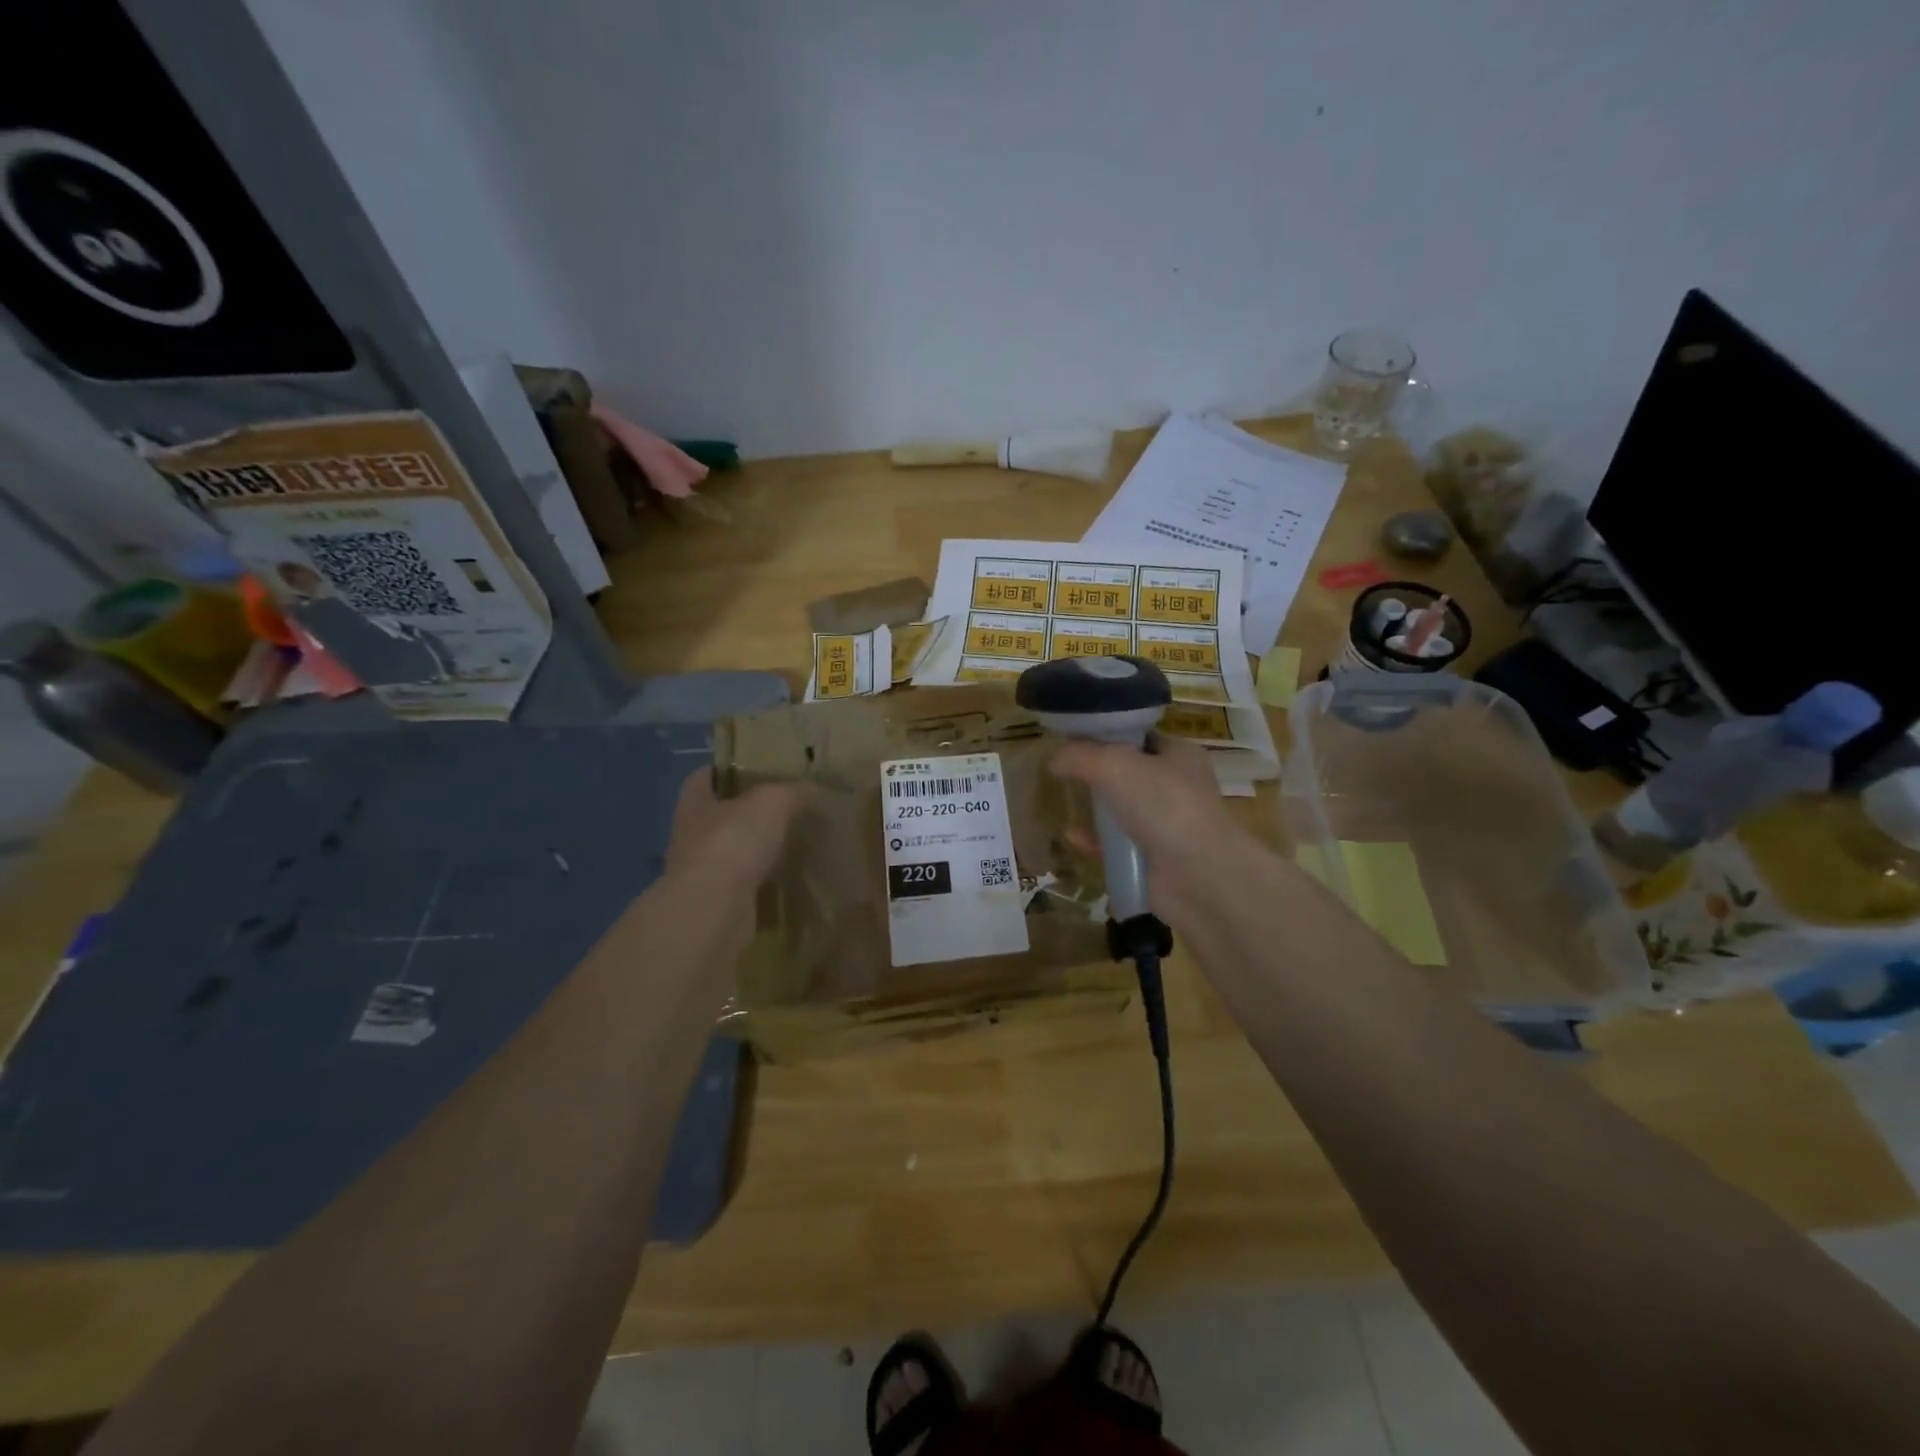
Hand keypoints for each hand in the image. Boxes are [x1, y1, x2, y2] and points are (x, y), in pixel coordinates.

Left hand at [664, 768, 810, 897]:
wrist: (714, 908)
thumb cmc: (733, 841)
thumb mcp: (771, 802)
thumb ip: (791, 791)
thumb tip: (812, 787)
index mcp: (695, 803)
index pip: (704, 777)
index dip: (726, 770)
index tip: (754, 769)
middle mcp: (692, 835)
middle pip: (719, 815)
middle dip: (747, 811)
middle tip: (784, 806)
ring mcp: (702, 872)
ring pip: (732, 851)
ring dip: (755, 848)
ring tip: (790, 841)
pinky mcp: (717, 902)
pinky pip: (744, 883)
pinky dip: (762, 879)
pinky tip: (787, 875)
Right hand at [1050, 735, 1260, 930]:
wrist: (1198, 876)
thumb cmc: (1163, 805)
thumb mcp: (1115, 765)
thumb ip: (1081, 756)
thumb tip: (1054, 758)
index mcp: (1180, 755)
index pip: (1140, 737)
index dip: (1108, 735)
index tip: (1073, 738)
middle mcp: (1177, 787)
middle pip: (1129, 773)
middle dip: (1097, 773)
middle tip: (1064, 771)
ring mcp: (1167, 825)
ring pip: (1122, 810)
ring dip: (1095, 809)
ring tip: (1065, 803)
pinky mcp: (1154, 859)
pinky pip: (1117, 845)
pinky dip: (1095, 841)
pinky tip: (1072, 837)